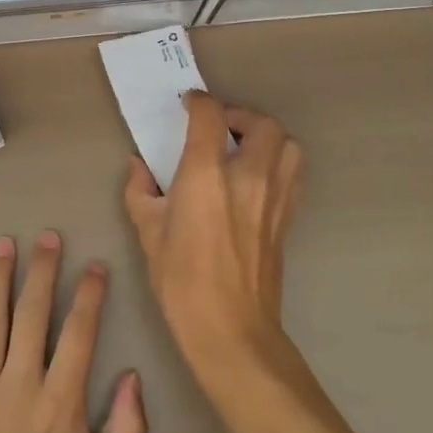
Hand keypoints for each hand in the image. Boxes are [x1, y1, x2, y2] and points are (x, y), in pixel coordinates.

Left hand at [0, 232, 146, 432]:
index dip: (89, 294)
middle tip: (48, 236)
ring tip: (4, 244)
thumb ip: (128, 428)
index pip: (79, 331)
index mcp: (61, 401)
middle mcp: (20, 384)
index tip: (95, 264)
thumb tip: (134, 376)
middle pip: (33, 313)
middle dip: (43, 270)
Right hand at [124, 93, 303, 385]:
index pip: (210, 116)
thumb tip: (139, 167)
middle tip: (218, 127)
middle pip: (262, 123)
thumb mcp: (148, 232)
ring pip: (287, 144)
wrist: (231, 330)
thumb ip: (141, 191)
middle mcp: (248, 176)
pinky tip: (256, 177)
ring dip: (266, 136)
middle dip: (239, 115)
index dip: (199, 102)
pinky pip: (293, 172)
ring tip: (242, 148)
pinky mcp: (288, 218)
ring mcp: (275, 197)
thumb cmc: (181, 281)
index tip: (188, 104)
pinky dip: (278, 161)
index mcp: (207, 175)